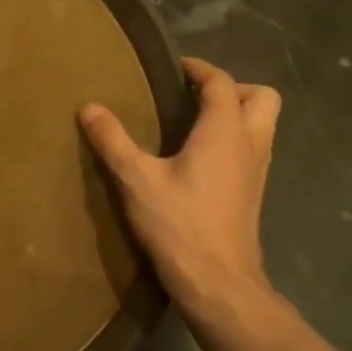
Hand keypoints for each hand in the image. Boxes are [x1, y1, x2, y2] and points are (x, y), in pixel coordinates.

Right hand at [78, 57, 281, 324]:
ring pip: (262, 125)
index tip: (175, 67)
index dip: (200, 69)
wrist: (218, 282)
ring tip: (193, 125)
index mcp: (225, 131)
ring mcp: (257, 171)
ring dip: (236, 115)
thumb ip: (113, 140)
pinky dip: (233, 141)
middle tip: (194, 97)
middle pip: (262, 98)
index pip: (223, 83)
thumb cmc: (179, 224)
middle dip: (232, 89)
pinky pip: (253, 150)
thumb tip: (89, 107)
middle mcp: (250, 144)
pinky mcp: (253, 194)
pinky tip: (198, 160)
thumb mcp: (136, 179)